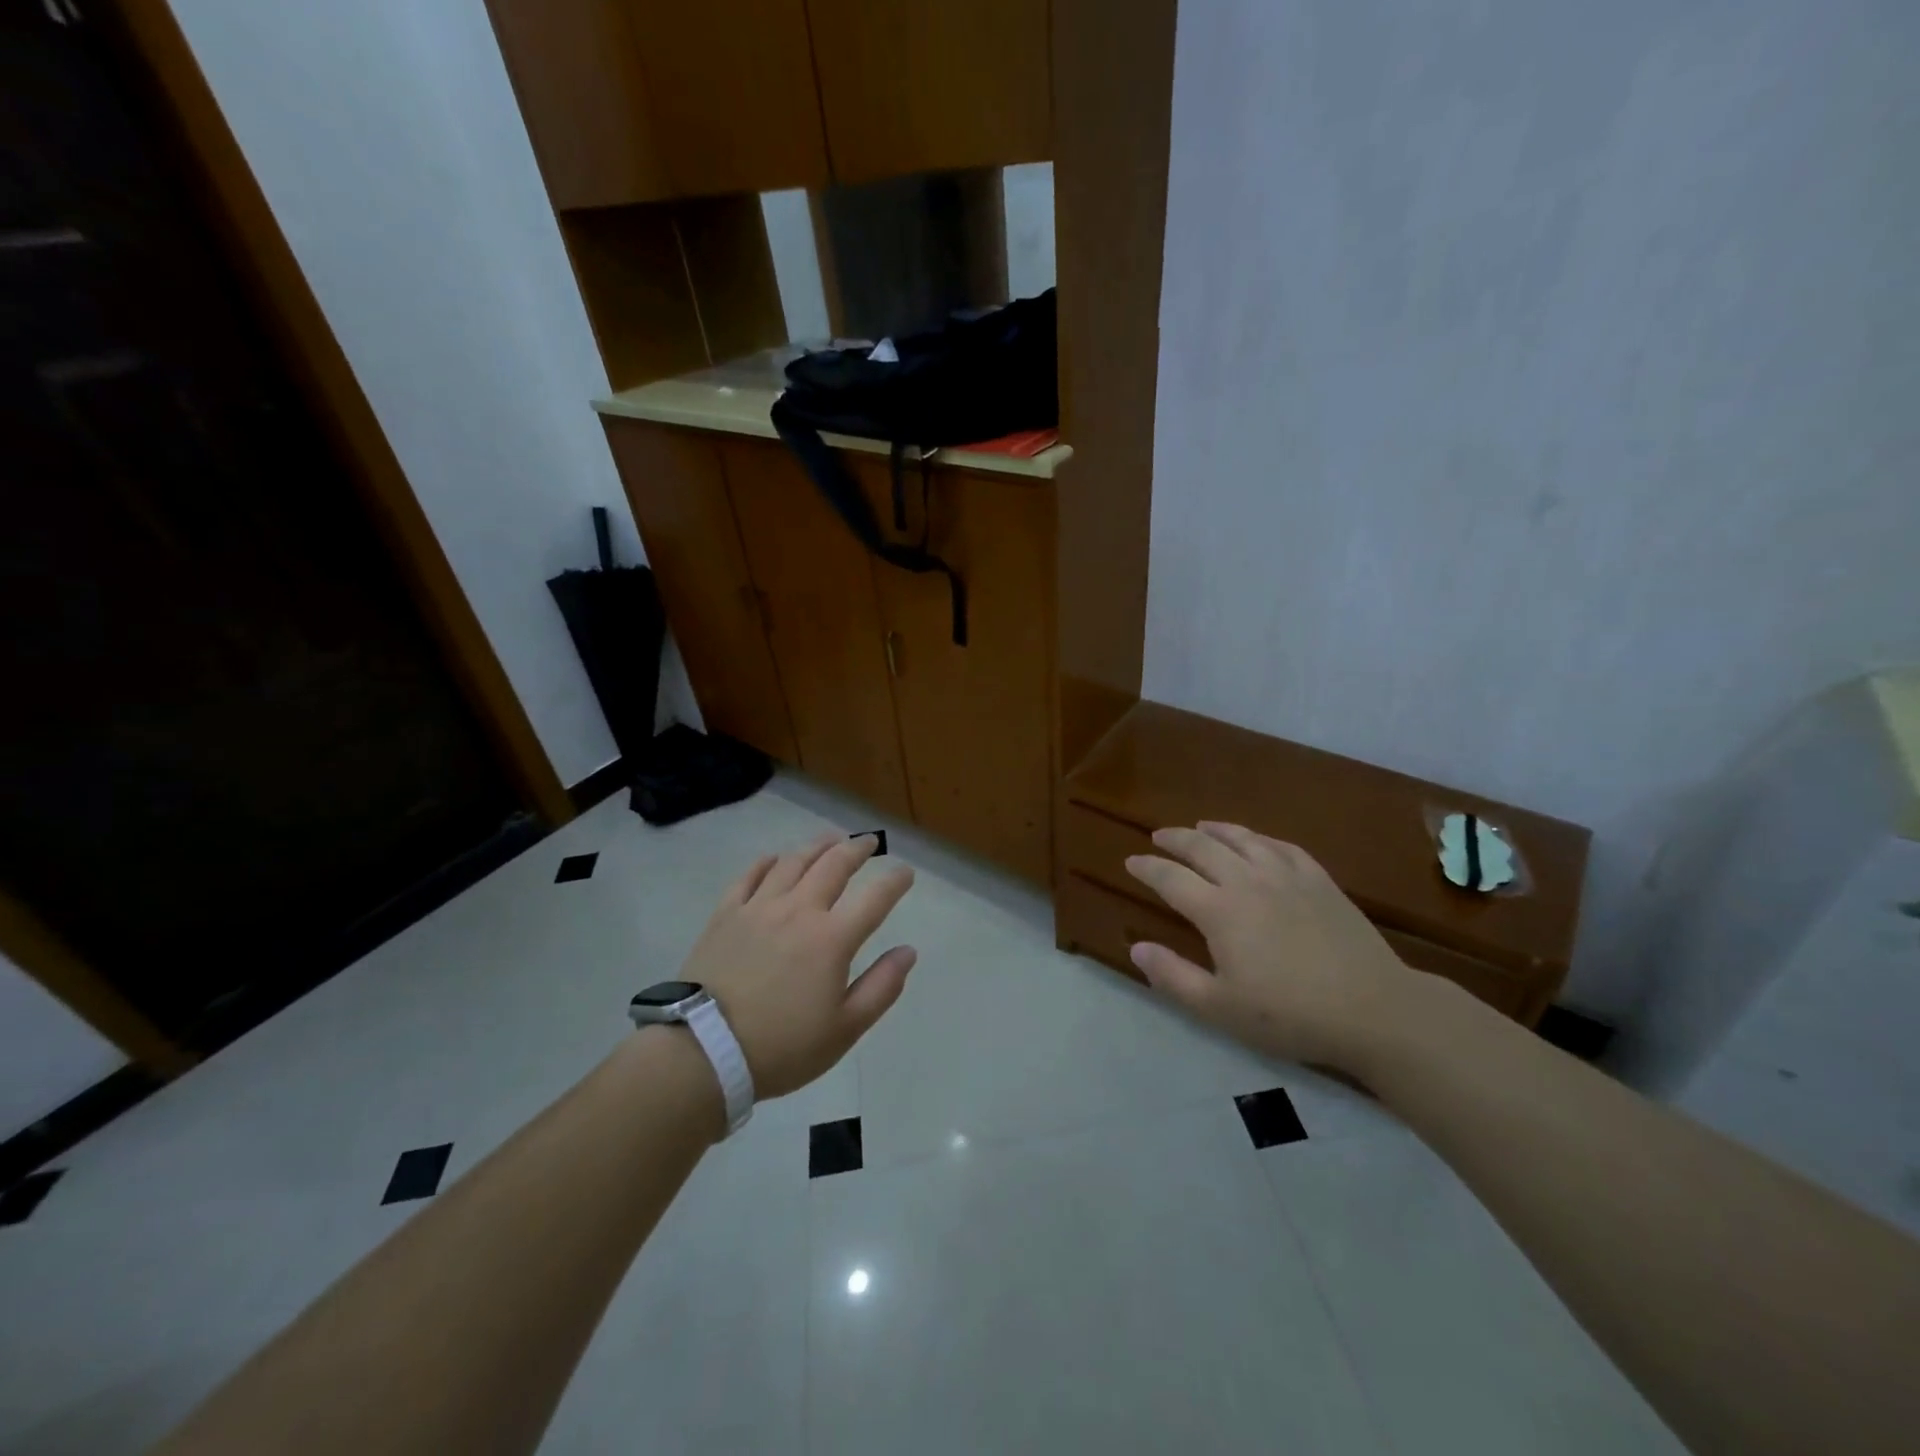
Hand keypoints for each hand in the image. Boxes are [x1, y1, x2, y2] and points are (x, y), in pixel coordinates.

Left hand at [679, 832, 915, 1100]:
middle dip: (857, 849)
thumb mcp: (844, 1028)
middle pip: (834, 865)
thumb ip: (882, 987)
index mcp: (832, 938)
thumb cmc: (782, 1046)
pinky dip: (767, 862)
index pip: (875, 897)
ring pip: (793, 862)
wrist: (704, 1051)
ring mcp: (759, 908)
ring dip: (817, 846)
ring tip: (830, 839)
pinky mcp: (726, 914)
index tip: (906, 872)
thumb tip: (908, 951)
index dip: (895, 881)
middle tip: (869, 841)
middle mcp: (799, 910)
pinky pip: (749, 876)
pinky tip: (774, 858)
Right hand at [1124, 822, 1420, 1071]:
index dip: (1147, 868)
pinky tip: (1256, 841)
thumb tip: (1136, 948)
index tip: (1131, 861)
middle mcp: (1248, 882)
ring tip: (1200, 827)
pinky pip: (1282, 846)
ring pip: (1243, 839)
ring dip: (1215, 830)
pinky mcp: (1320, 880)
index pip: (1171, 879)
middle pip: (1202, 848)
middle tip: (1158, 837)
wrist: (1374, 1009)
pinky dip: (1260, 839)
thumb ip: (1173, 976)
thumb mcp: (1220, 1008)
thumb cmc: (1290, 1015)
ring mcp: (1287, 876)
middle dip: (1175, 839)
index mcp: (1219, 911)